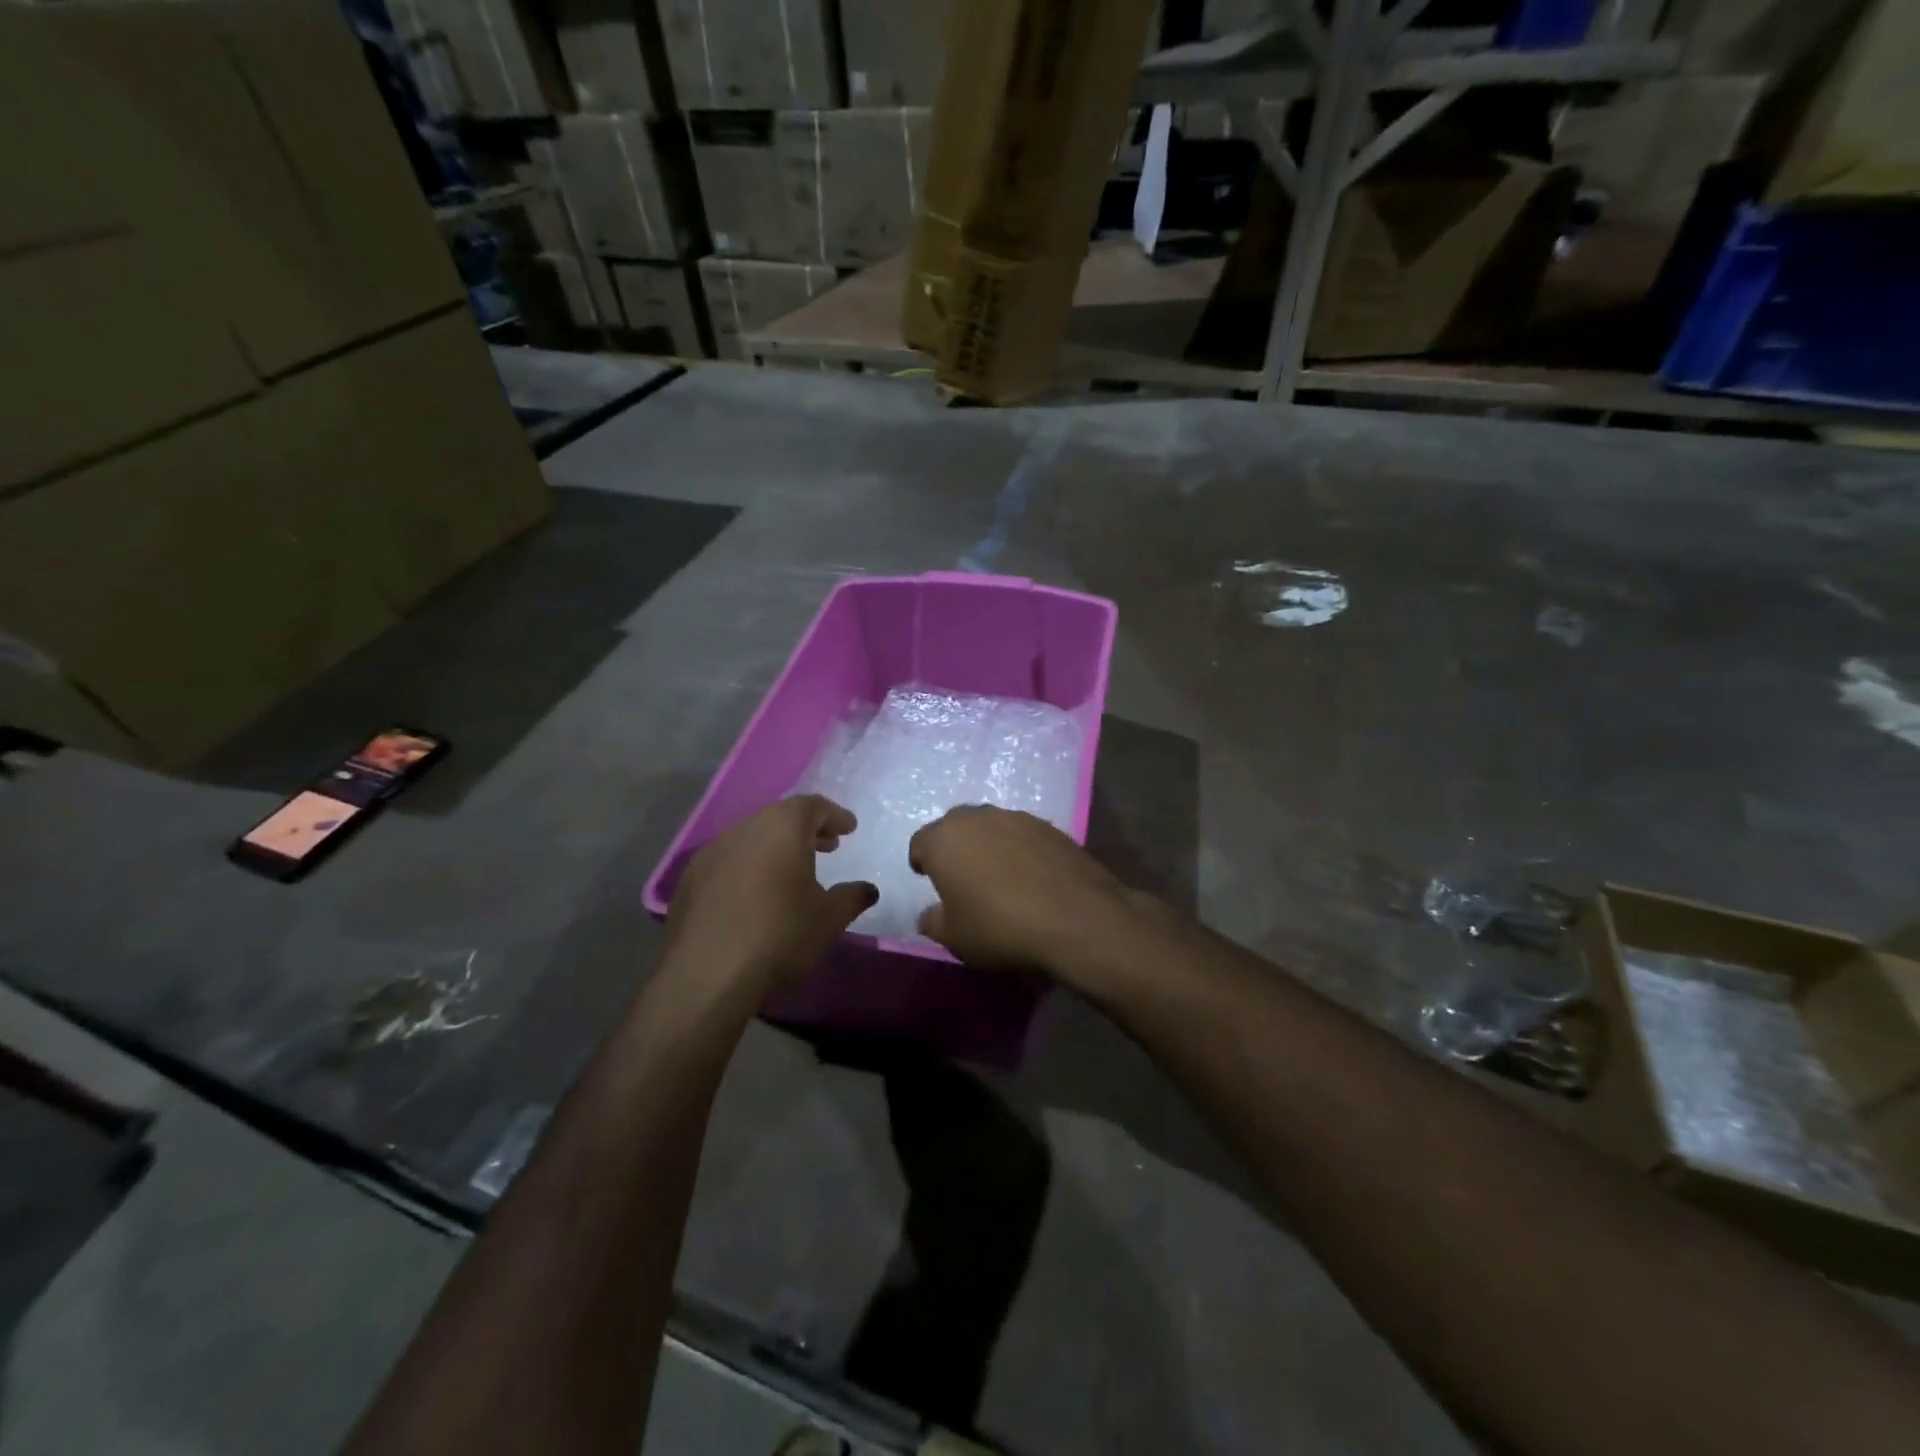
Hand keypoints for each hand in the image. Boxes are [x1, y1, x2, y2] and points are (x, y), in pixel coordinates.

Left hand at [666, 795, 876, 1000]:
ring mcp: (710, 853)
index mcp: (782, 827)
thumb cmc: (780, 935)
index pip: (813, 806)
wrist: (706, 976)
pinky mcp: (689, 880)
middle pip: (779, 818)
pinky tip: (755, 894)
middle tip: (827, 846)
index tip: (849, 828)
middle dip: (806, 829)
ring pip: (751, 838)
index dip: (834, 816)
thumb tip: (867, 889)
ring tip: (792, 872)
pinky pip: (728, 862)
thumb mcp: (829, 918)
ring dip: (775, 848)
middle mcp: (744, 829)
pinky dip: (748, 867)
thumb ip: (851, 897)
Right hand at [908, 806, 1140, 978]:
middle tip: (961, 876)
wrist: (1076, 918)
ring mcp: (1017, 817)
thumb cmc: (1000, 927)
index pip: (920, 843)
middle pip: (955, 826)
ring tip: (997, 875)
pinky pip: (1022, 834)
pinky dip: (1019, 849)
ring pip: (990, 826)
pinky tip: (1030, 875)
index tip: (928, 880)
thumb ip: (933, 921)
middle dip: (954, 847)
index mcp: (944, 839)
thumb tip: (930, 915)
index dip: (922, 862)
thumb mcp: (954, 937)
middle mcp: (977, 817)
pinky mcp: (1050, 826)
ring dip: (987, 844)